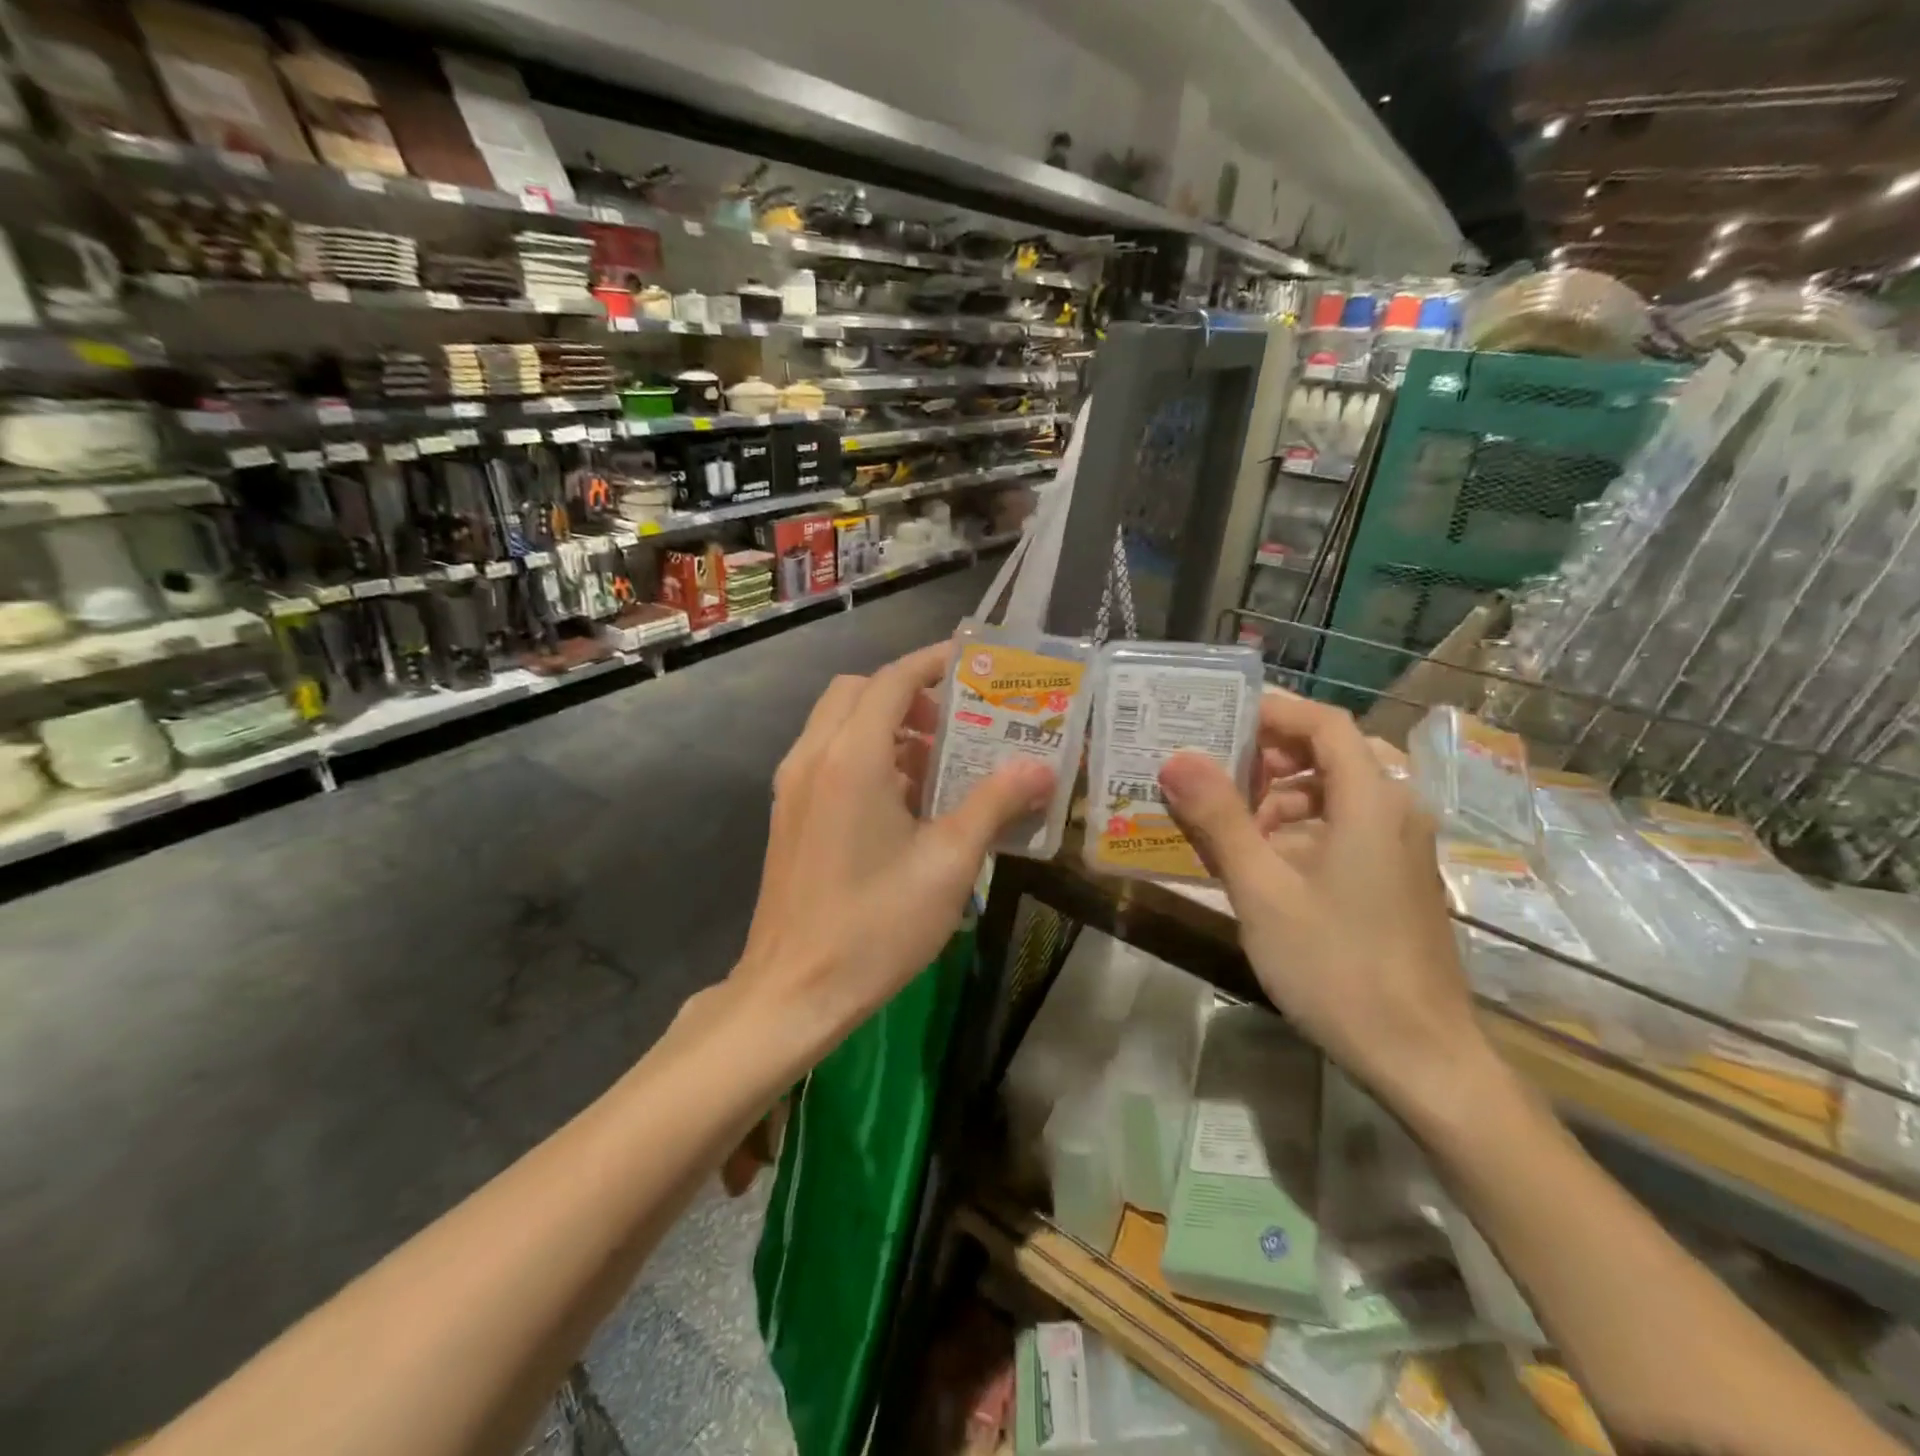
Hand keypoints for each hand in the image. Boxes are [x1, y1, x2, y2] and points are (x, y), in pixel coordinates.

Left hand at [734, 642, 1054, 1050]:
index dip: (932, 663)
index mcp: (851, 758)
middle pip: (858, 692)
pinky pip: (827, 756)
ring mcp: (792, 786)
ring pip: (838, 723)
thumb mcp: (949, 863)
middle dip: (907, 694)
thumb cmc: (876, 926)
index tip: (972, 663)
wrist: (793, 991)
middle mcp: (813, 757)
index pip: (892, 681)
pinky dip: (864, 754)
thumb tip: (1040, 769)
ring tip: (936, 765)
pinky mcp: (788, 813)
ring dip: (885, 726)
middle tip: (953, 724)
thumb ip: (994, 804)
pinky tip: (901, 802)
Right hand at [1157, 689, 1488, 1112]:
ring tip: (1223, 822)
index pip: (1325, 723)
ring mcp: (1399, 847)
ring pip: (1334, 793)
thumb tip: (1176, 758)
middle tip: (1210, 768)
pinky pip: (1342, 827)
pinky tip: (1258, 862)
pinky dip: (1297, 828)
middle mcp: (1394, 811)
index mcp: (1372, 801)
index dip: (1273, 709)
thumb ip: (1220, 819)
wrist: (1422, 1058)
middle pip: (1330, 754)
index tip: (1217, 713)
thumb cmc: (1338, 967)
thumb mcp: (1263, 891)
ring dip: (1278, 796)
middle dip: (1267, 756)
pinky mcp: (1394, 878)